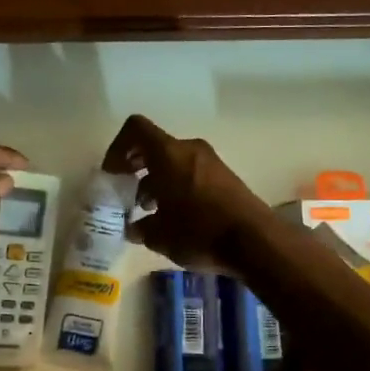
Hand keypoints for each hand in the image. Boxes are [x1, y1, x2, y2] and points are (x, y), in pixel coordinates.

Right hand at [102, 115, 272, 269]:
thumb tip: (133, 228)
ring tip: (150, 212)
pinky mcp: (225, 178)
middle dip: (136, 168)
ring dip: (157, 181)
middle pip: (154, 147)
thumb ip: (140, 228)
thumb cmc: (199, 232)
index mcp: (168, 154)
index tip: (113, 175)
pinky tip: (175, 218)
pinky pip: (191, 173)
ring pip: (173, 162)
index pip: (135, 129)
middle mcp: (190, 149)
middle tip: (127, 195)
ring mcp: (211, 162)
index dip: (117, 148)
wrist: (256, 241)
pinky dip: (177, 187)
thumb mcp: (159, 236)